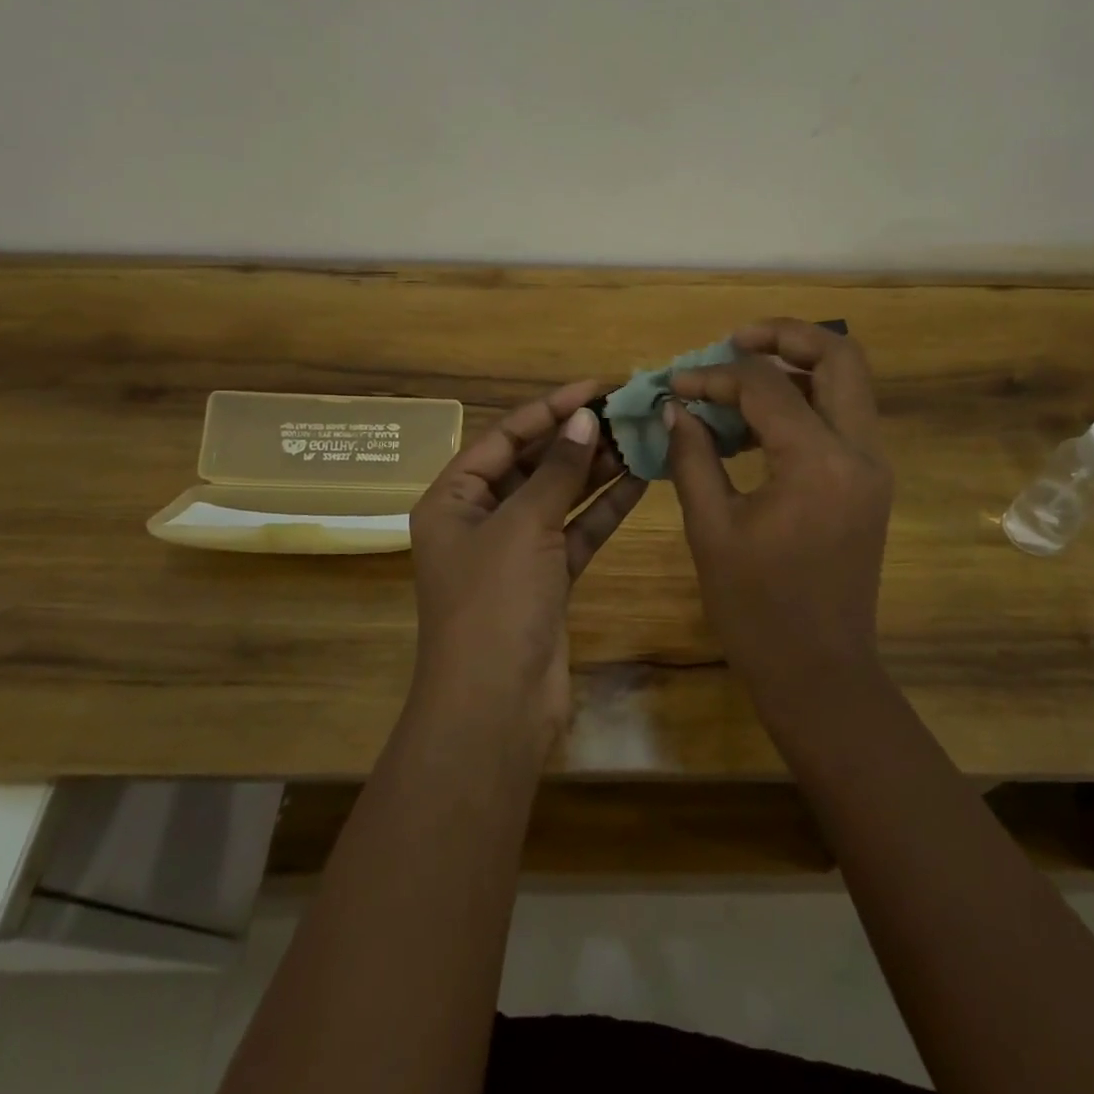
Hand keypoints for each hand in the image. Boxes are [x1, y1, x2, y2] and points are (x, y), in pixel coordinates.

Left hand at [410, 381, 645, 738]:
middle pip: (533, 465)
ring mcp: (515, 552)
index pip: (505, 437)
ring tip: (639, 438)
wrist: (495, 707)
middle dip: (577, 438)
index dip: (550, 408)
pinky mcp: (546, 580)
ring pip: (559, 498)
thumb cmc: (494, 603)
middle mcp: (480, 519)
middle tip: (626, 412)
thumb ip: (558, 470)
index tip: (598, 387)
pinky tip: (640, 481)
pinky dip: (603, 508)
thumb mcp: (523, 526)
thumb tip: (585, 419)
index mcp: (453, 499)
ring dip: (596, 470)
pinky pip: (576, 531)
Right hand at [666, 319, 892, 694]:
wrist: (820, 672)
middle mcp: (860, 451)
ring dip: (799, 366)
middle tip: (734, 342)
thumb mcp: (712, 528)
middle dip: (785, 336)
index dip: (715, 376)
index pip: (766, 386)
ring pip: (848, 382)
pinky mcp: (870, 482)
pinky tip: (758, 424)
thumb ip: (693, 456)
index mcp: (817, 462)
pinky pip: (844, 418)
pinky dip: (807, 402)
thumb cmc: (757, 610)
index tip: (677, 383)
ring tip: (741, 379)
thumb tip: (676, 407)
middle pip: (839, 356)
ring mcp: (873, 466)